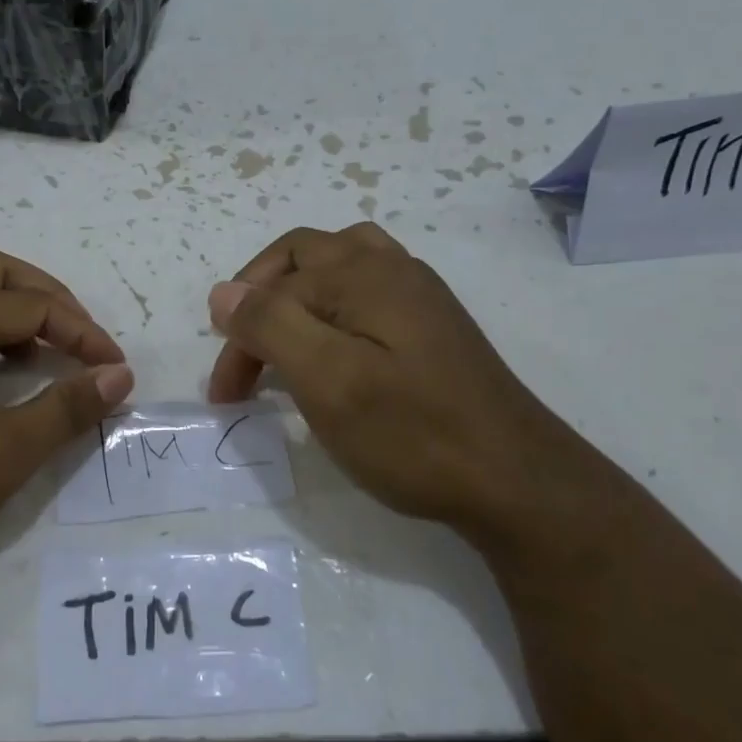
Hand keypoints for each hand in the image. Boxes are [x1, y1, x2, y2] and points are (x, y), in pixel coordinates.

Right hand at [207, 224, 606, 543]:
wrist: (518, 483)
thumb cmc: (412, 433)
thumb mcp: (326, 380)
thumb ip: (269, 324)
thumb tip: (223, 292)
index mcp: (361, 273)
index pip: (271, 287)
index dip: (237, 336)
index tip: (225, 396)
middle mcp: (390, 267)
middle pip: (302, 258)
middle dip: (261, 301)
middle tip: (244, 358)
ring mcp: (418, 293)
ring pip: (338, 266)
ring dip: (298, 294)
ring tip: (283, 337)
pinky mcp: (433, 324)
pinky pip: (367, 292)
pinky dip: (333, 307)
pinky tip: (337, 347)